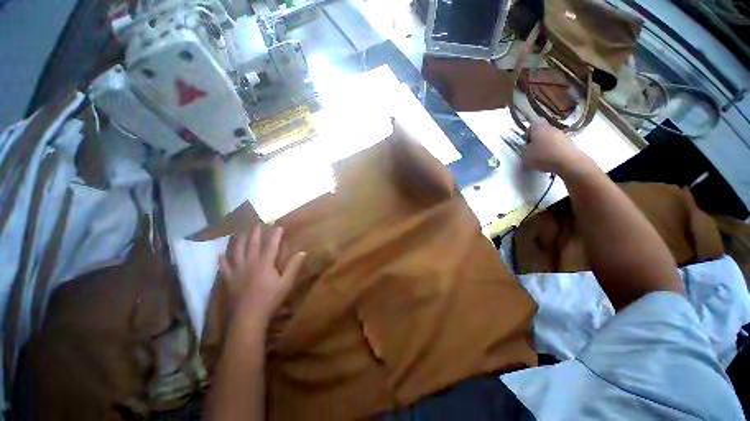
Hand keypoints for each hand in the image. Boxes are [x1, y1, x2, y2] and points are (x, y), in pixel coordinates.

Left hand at [219, 226, 305, 322]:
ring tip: (239, 232)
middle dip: (255, 233)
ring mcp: (237, 271)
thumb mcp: (286, 284)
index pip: (271, 245)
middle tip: (256, 223)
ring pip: (236, 251)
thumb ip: (294, 267)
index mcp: (264, 263)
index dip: (274, 234)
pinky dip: (222, 259)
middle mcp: (250, 263)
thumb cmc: (270, 300)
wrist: (248, 318)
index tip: (278, 226)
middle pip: (252, 244)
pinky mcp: (228, 280)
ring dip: (238, 240)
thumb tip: (303, 252)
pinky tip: (221, 254)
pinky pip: (224, 267)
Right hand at [522, 121, 586, 174]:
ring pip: (550, 138)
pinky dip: (554, 150)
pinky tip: (552, 160)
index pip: (532, 124)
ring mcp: (562, 134)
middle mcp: (551, 128)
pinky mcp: (570, 143)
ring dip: (546, 145)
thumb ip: (524, 151)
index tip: (527, 142)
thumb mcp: (525, 157)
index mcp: (538, 127)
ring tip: (543, 157)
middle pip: (542, 131)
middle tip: (533, 151)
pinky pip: (558, 144)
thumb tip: (526, 150)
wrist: (570, 162)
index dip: (528, 132)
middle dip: (537, 140)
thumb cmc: (544, 156)